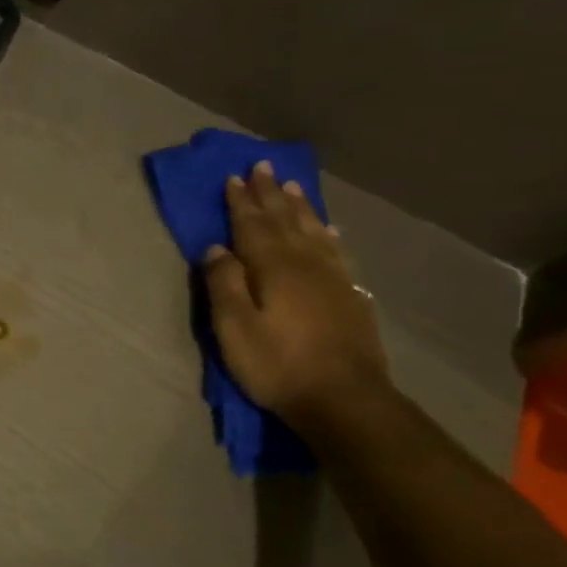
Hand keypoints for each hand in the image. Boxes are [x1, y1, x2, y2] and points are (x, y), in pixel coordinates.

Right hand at [202, 162, 390, 429]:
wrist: (345, 400)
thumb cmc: (278, 365)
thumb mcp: (234, 328)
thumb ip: (224, 284)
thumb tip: (216, 248)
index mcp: (273, 268)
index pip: (252, 226)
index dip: (241, 201)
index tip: (233, 177)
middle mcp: (305, 264)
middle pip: (284, 221)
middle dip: (270, 194)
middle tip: (262, 166)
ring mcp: (333, 279)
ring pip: (313, 231)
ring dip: (299, 207)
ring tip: (291, 186)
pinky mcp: (350, 297)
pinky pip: (336, 252)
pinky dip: (328, 234)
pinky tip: (328, 229)